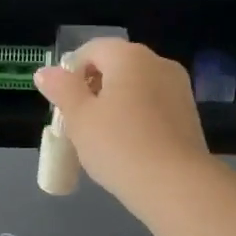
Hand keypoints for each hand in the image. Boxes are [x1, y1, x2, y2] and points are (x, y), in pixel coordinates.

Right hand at [35, 39, 212, 212]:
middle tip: (78, 123)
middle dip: (93, 89)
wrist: (175, 185)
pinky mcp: (189, 114)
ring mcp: (179, 88)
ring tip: (102, 138)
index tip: (62, 104)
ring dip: (115, 105)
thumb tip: (46, 72)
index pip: (92, 50)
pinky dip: (137, 118)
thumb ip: (61, 89)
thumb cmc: (119, 146)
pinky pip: (153, 106)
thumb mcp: (79, 118)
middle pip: (116, 67)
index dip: (71, 73)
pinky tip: (128, 146)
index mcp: (129, 56)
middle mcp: (158, 63)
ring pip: (136, 88)